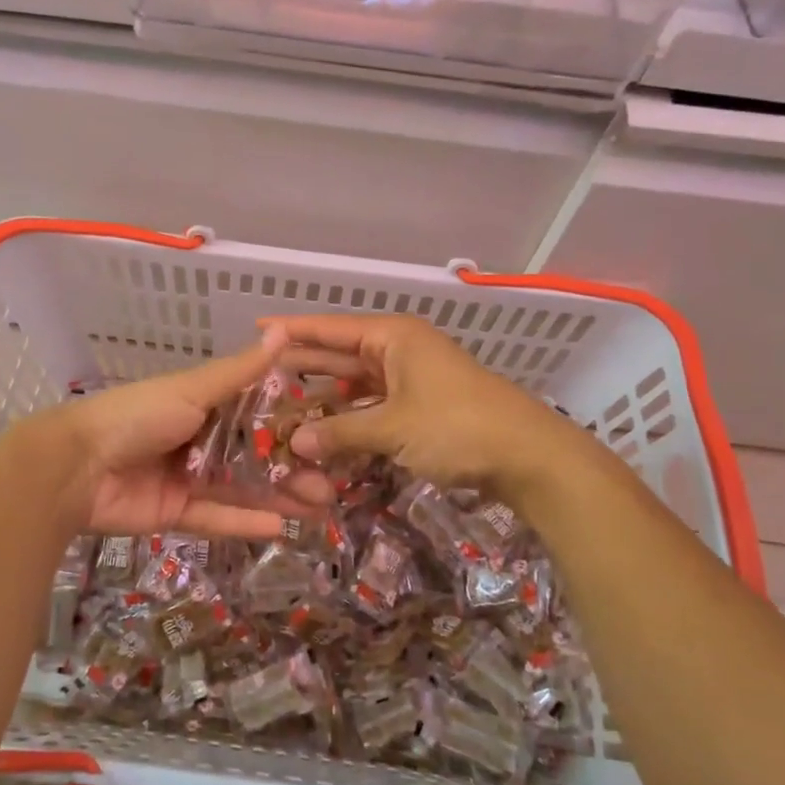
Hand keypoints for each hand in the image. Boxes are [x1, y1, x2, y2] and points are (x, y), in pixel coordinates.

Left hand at [42, 326, 329, 538]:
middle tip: (332, 484)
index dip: (289, 425)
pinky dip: (245, 522)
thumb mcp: (192, 389)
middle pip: (253, 456)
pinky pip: (216, 518)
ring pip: (241, 489)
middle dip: (291, 469)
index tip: (326, 434)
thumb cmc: (138, 416)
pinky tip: (281, 527)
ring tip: (319, 507)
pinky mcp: (175, 512)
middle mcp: (198, 439)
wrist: (75, 466)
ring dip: (278, 497)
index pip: (255, 414)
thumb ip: (240, 372)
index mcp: (201, 404)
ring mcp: (187, 477)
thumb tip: (282, 331)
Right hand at [271, 314, 595, 506]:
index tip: (256, 330)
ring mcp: (412, 380)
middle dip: (303, 366)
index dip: (292, 330)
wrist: (528, 457)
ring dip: (325, 398)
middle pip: (340, 354)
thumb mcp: (393, 428)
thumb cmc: (457, 427)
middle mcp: (399, 350)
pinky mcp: (421, 408)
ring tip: (282, 408)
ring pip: (356, 384)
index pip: (330, 328)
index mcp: (392, 337)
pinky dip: (350, 419)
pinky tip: (324, 433)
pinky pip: (373, 407)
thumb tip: (295, 443)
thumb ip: (340, 432)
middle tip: (258, 376)